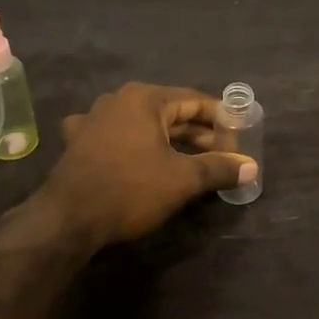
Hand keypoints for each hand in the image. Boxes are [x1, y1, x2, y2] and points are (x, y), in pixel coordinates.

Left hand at [41, 83, 257, 247]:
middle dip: (197, 132)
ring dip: (169, 140)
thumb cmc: (130, 190)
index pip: (193, 100)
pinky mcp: (80, 142)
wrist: (67, 220)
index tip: (239, 134)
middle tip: (223, 152)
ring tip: (193, 159)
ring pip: (144, 125)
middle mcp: (118, 100)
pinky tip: (142, 158)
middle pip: (169, 111)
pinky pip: (118, 137)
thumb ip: (218, 168)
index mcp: (144, 98)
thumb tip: (251, 167)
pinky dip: (137, 146)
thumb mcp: (182, 179)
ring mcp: (94, 120)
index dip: (220, 118)